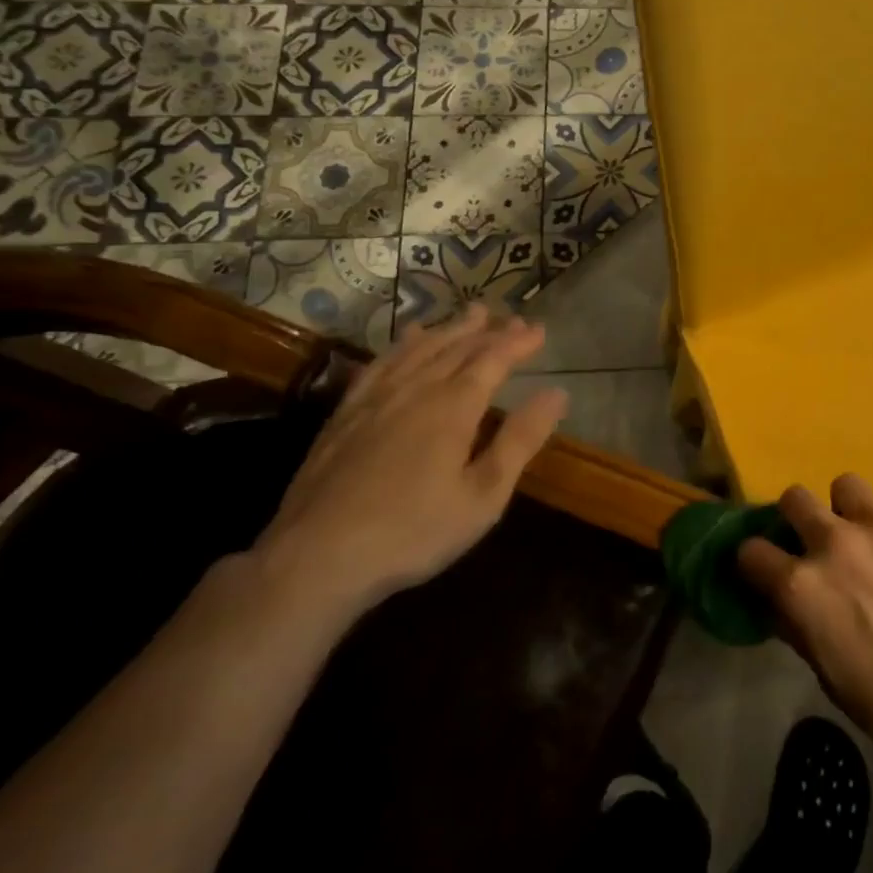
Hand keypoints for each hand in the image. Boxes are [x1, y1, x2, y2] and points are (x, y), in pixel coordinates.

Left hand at [252, 307, 567, 618]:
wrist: (316, 558)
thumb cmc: (414, 531)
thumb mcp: (484, 495)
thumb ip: (520, 440)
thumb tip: (557, 393)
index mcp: (453, 407)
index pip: (492, 360)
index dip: (517, 342)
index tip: (539, 329)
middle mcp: (415, 390)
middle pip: (455, 347)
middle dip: (486, 331)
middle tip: (510, 317)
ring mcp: (374, 400)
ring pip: (417, 350)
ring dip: (447, 329)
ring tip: (467, 315)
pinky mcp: (344, 415)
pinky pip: (379, 365)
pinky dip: (400, 346)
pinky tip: (405, 343)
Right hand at [737, 476, 872, 767]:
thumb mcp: (829, 675)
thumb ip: (801, 626)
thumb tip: (785, 604)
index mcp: (801, 585)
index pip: (750, 550)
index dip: (755, 562)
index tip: (765, 570)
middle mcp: (834, 542)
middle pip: (795, 498)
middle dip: (797, 518)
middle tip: (816, 543)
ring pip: (847, 486)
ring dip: (849, 510)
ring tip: (869, 538)